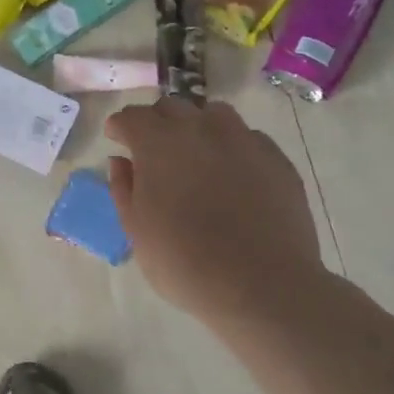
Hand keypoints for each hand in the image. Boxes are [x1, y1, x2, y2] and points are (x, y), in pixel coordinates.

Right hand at [105, 98, 324, 321]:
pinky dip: (231, 147)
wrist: (262, 285)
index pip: (132, 116)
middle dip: (156, 122)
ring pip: (213, 114)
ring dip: (196, 126)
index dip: (120, 127)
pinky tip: (232, 174)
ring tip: (195, 155)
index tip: (117, 139)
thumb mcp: (136, 231)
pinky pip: (247, 138)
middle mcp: (200, 129)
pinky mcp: (276, 158)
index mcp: (158, 143)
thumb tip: (121, 161)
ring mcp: (243, 140)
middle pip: (171, 107)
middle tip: (153, 150)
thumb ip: (124, 188)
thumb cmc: (184, 262)